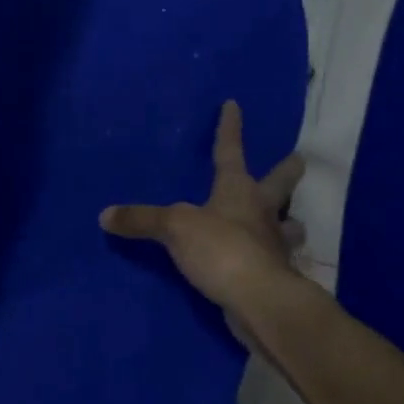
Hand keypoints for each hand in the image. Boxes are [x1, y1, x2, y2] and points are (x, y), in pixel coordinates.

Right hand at [100, 101, 316, 341]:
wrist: (260, 300)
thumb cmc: (221, 249)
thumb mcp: (175, 228)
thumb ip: (142, 220)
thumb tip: (105, 215)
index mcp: (238, 189)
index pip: (230, 150)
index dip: (229, 127)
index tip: (234, 104)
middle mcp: (262, 210)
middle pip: (280, 183)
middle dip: (287, 171)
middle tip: (298, 160)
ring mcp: (274, 243)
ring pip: (290, 224)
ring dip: (290, 221)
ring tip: (290, 221)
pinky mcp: (276, 274)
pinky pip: (276, 259)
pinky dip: (275, 258)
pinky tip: (271, 262)